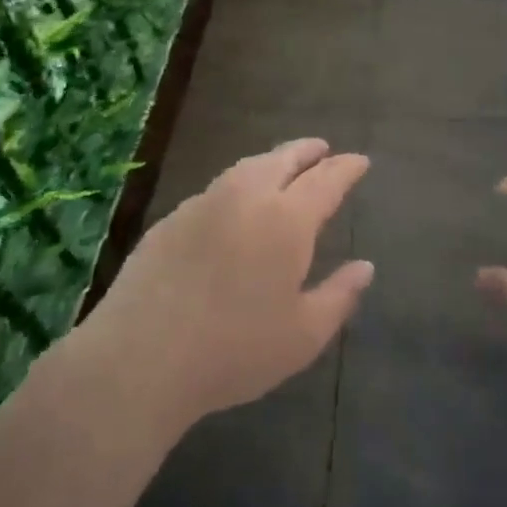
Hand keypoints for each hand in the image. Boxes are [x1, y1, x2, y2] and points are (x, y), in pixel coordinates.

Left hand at [87, 139, 372, 428]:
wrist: (141, 357)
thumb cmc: (234, 350)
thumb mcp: (303, 335)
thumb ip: (339, 296)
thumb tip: (365, 266)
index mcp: (287, 220)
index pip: (326, 180)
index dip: (346, 168)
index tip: (360, 161)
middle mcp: (247, 197)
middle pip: (283, 159)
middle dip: (308, 151)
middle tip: (323, 149)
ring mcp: (204, 204)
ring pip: (246, 167)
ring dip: (272, 161)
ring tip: (283, 166)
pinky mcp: (172, 219)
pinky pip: (217, 189)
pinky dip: (239, 184)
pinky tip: (235, 203)